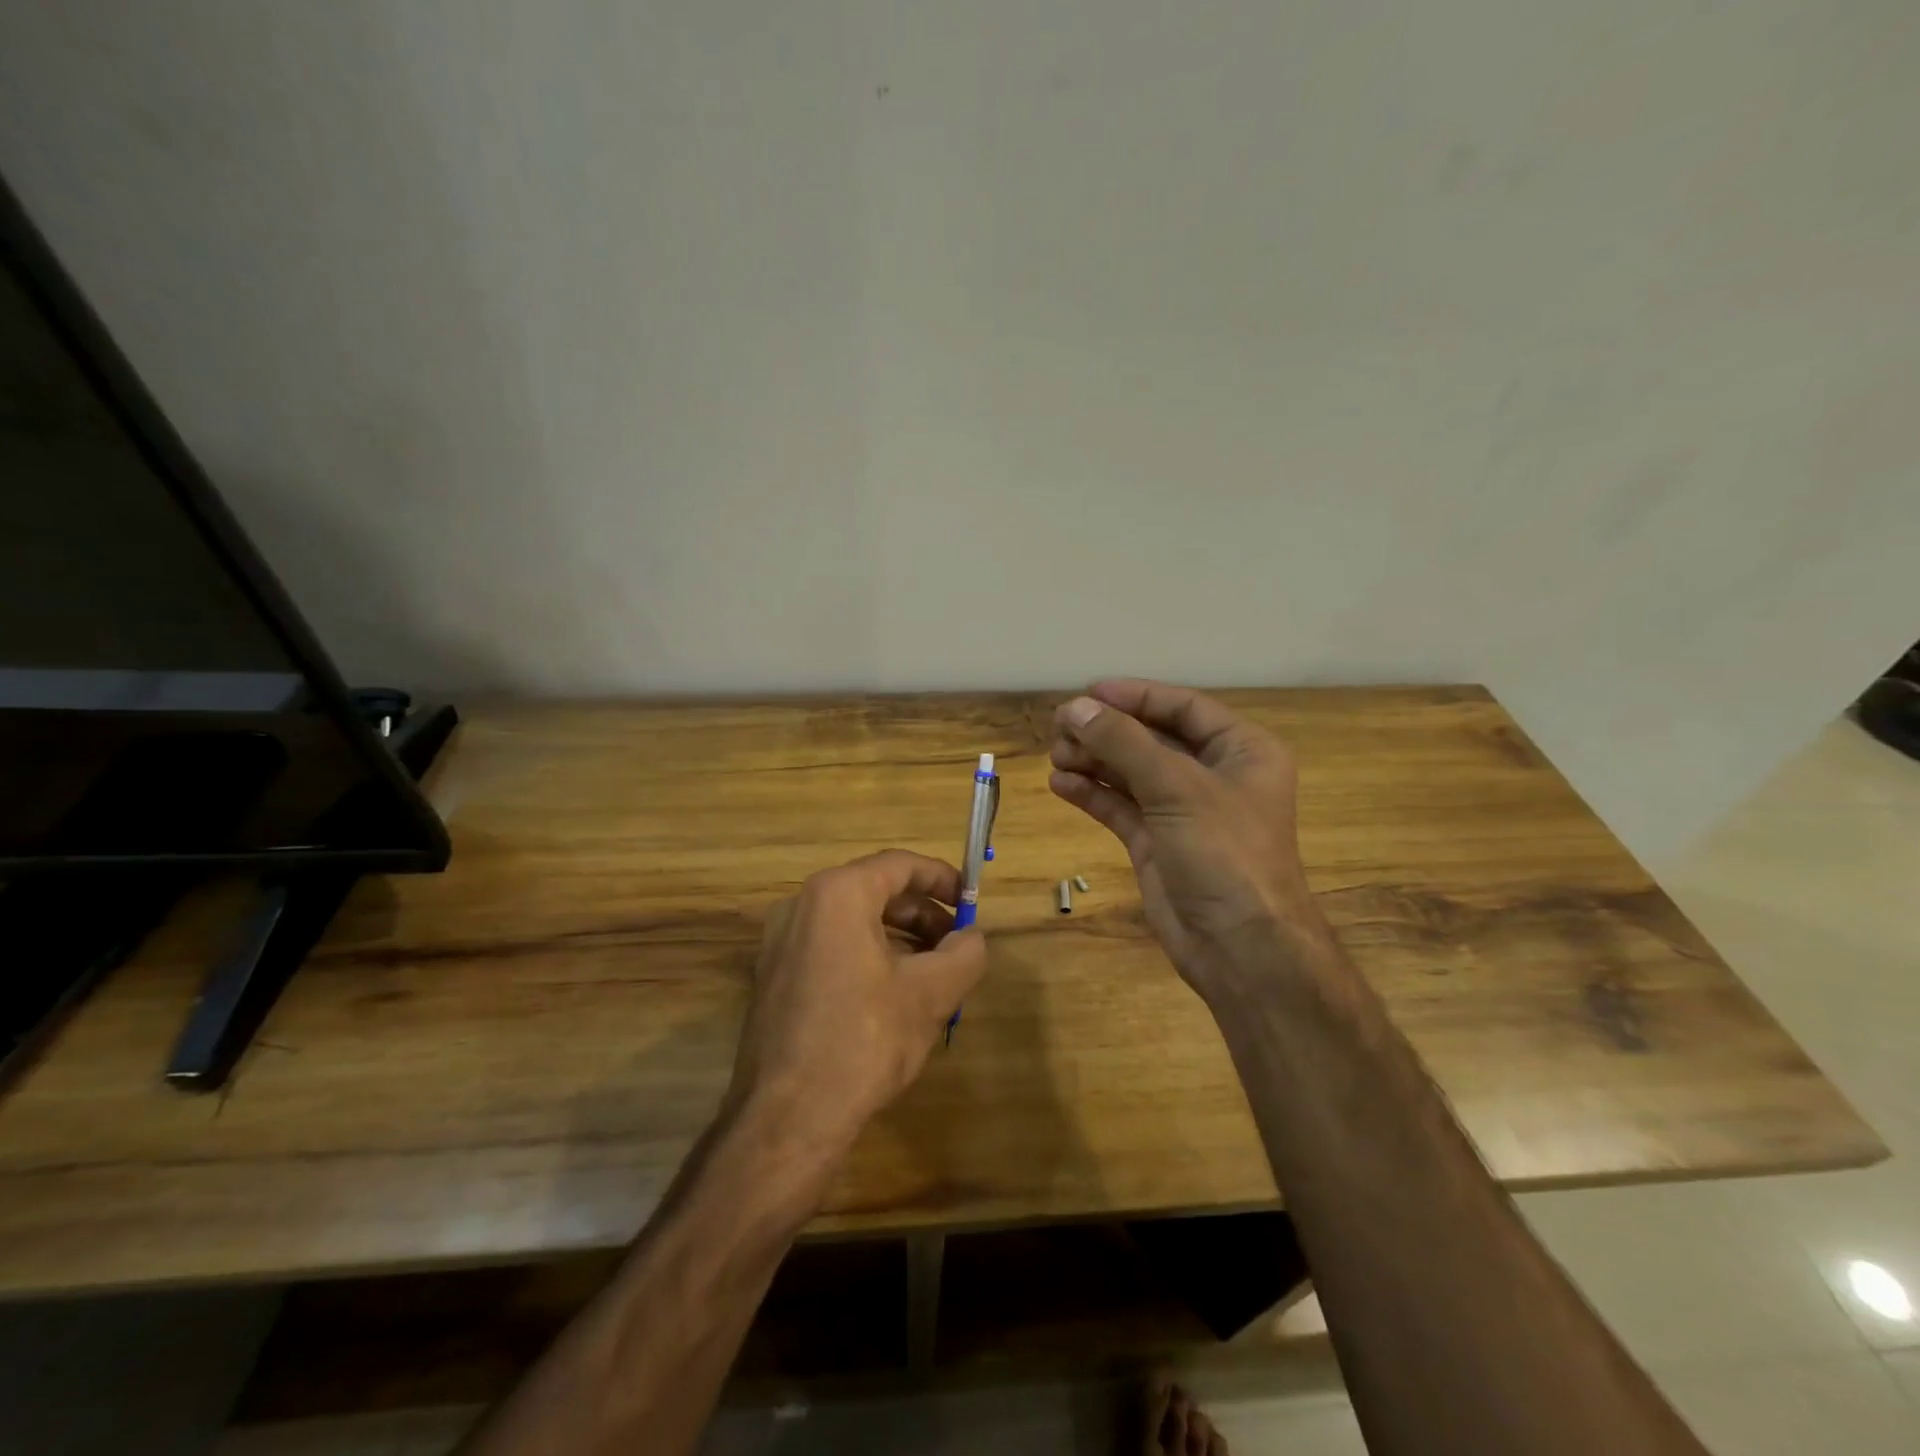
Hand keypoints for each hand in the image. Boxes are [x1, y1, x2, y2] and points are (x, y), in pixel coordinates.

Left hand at [729, 850, 987, 1158]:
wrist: (787, 1119)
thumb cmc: (864, 1041)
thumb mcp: (930, 994)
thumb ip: (964, 954)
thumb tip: (973, 939)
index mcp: (837, 894)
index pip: (899, 865)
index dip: (942, 878)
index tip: (971, 900)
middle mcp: (801, 906)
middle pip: (875, 891)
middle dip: (922, 914)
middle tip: (957, 944)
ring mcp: (780, 942)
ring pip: (853, 922)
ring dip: (899, 938)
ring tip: (933, 973)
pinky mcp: (773, 977)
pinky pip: (831, 948)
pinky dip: (868, 956)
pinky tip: (894, 995)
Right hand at [1049, 680, 1329, 998]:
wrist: (1239, 947)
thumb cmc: (1224, 853)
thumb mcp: (1176, 788)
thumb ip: (1124, 743)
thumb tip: (1075, 707)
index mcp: (1241, 751)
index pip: (1183, 708)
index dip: (1135, 696)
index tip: (1087, 693)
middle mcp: (1213, 775)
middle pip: (1151, 738)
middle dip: (1107, 731)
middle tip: (1060, 727)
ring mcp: (1183, 811)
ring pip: (1131, 772)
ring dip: (1094, 760)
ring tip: (1055, 753)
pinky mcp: (1157, 843)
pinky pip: (1120, 807)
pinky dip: (1092, 793)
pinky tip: (1061, 783)